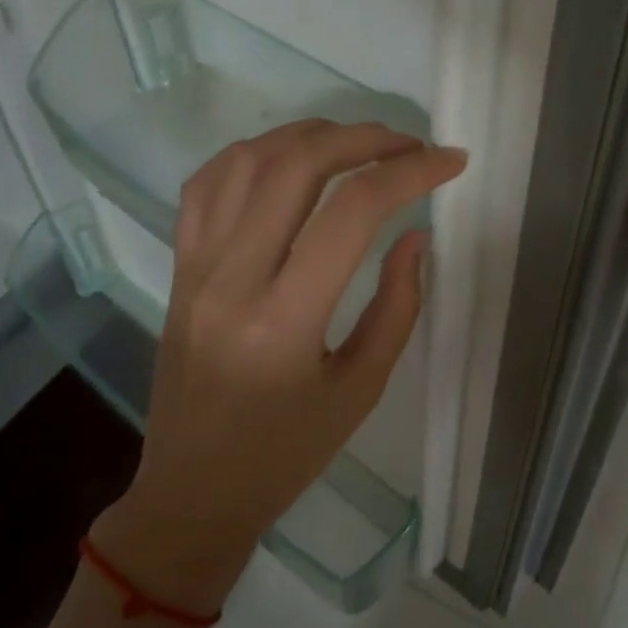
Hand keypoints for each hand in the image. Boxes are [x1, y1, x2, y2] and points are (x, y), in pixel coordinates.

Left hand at [91, 120, 466, 613]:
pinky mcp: (178, 266)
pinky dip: (253, 153)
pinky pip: (207, 184)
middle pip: (296, 166)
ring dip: (309, 135)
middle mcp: (231, 279)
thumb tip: (414, 234)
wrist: (192, 491)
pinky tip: (289, 158)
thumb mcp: (361, 390)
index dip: (410, 173)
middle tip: (409, 144)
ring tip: (357, 142)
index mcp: (284, 321)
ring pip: (247, 160)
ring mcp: (195, 267)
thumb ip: (397, 306)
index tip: (450, 162)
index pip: (352, 212)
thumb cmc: (286, 454)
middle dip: (363, 138)